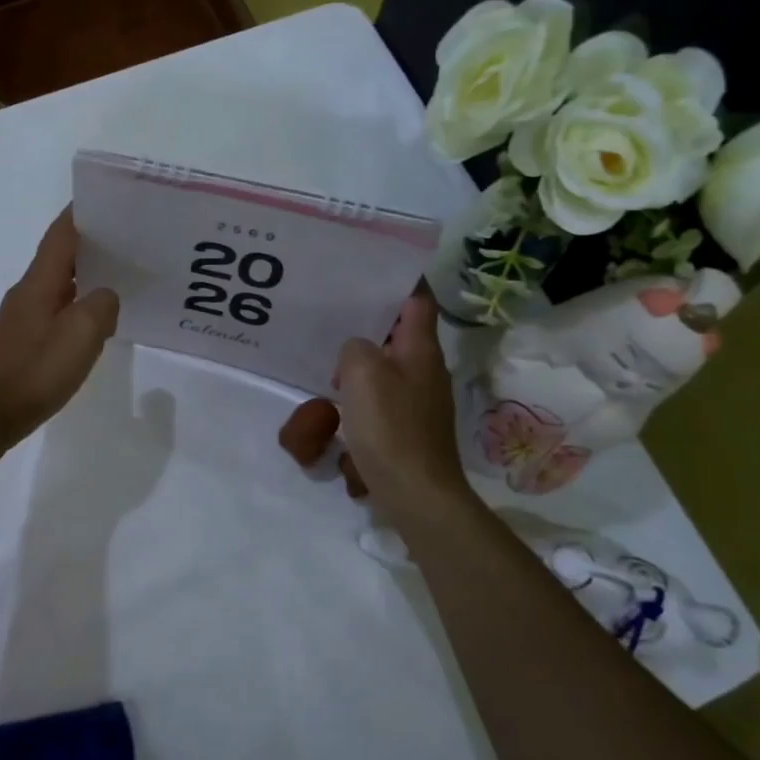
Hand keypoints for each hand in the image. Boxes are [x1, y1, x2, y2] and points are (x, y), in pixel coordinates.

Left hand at [0, 207, 119, 446]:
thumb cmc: (36, 370)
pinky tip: (94, 321)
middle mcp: (27, 292)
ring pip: (58, 284)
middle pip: (60, 256)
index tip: (108, 201)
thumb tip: (106, 297)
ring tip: (119, 277)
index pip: (61, 234)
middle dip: (90, 244)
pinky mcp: (23, 341)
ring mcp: (22, 317)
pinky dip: (77, 304)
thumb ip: (102, 306)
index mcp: (40, 282)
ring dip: (85, 276)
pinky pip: (56, 310)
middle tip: (126, 241)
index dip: (82, 214)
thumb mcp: (82, 334)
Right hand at [334, 293, 470, 523]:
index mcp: (422, 349)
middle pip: (403, 332)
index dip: (401, 280)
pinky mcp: (411, 426)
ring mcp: (422, 400)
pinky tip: (341, 397)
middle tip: (337, 310)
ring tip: (331, 355)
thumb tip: (357, 352)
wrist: (416, 492)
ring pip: (392, 364)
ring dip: (365, 358)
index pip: (418, 300)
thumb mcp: (362, 373)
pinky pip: (386, 394)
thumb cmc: (390, 426)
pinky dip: (365, 388)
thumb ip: (355, 347)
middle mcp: (427, 369)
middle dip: (373, 320)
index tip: (373, 268)